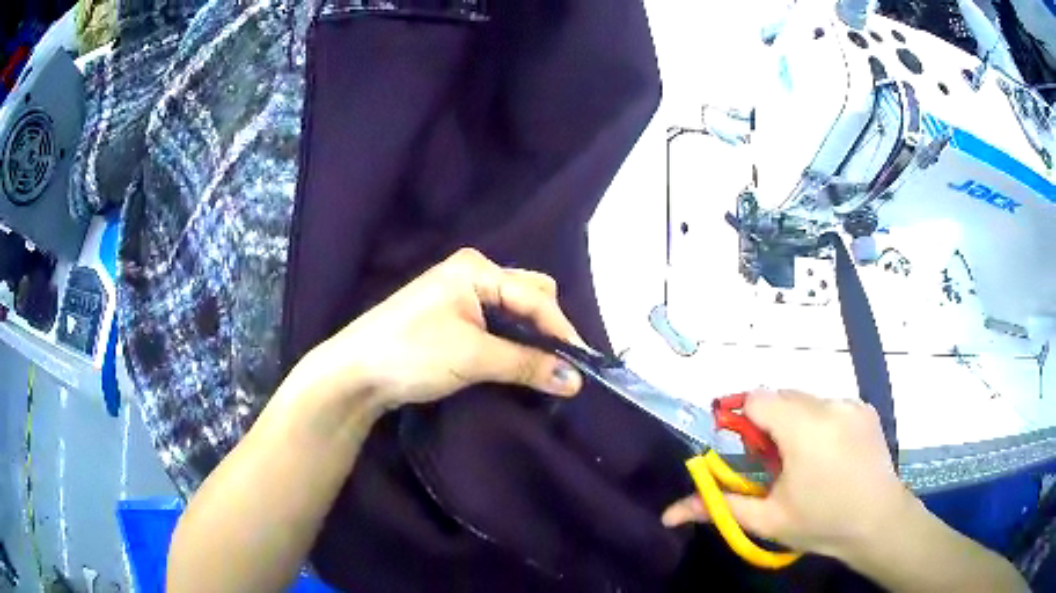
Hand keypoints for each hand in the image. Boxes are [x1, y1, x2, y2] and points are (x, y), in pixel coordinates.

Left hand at [304, 248, 584, 408]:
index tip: (581, 367)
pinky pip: (496, 324)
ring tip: (545, 368)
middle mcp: (472, 274)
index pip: (535, 297)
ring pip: (513, 311)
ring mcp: (460, 295)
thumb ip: (527, 365)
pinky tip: (519, 362)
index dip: (561, 331)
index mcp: (476, 269)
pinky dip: (513, 343)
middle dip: (548, 328)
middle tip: (560, 365)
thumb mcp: (473, 357)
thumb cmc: (413, 354)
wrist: (356, 372)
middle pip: (528, 296)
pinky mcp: (452, 318)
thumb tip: (576, 380)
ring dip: (531, 338)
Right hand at [661, 389, 911, 561]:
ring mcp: (850, 403)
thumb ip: (719, 507)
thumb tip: (668, 513)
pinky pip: (829, 404)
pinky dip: (819, 422)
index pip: (758, 399)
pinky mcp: (865, 407)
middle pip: (782, 397)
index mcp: (803, 428)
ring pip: (806, 400)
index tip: (748, 452)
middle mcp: (828, 404)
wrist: (878, 522)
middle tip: (775, 464)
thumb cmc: (821, 522)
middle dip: (769, 423)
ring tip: (806, 461)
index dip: (743, 419)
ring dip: (795, 422)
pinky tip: (831, 453)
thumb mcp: (767, 520)